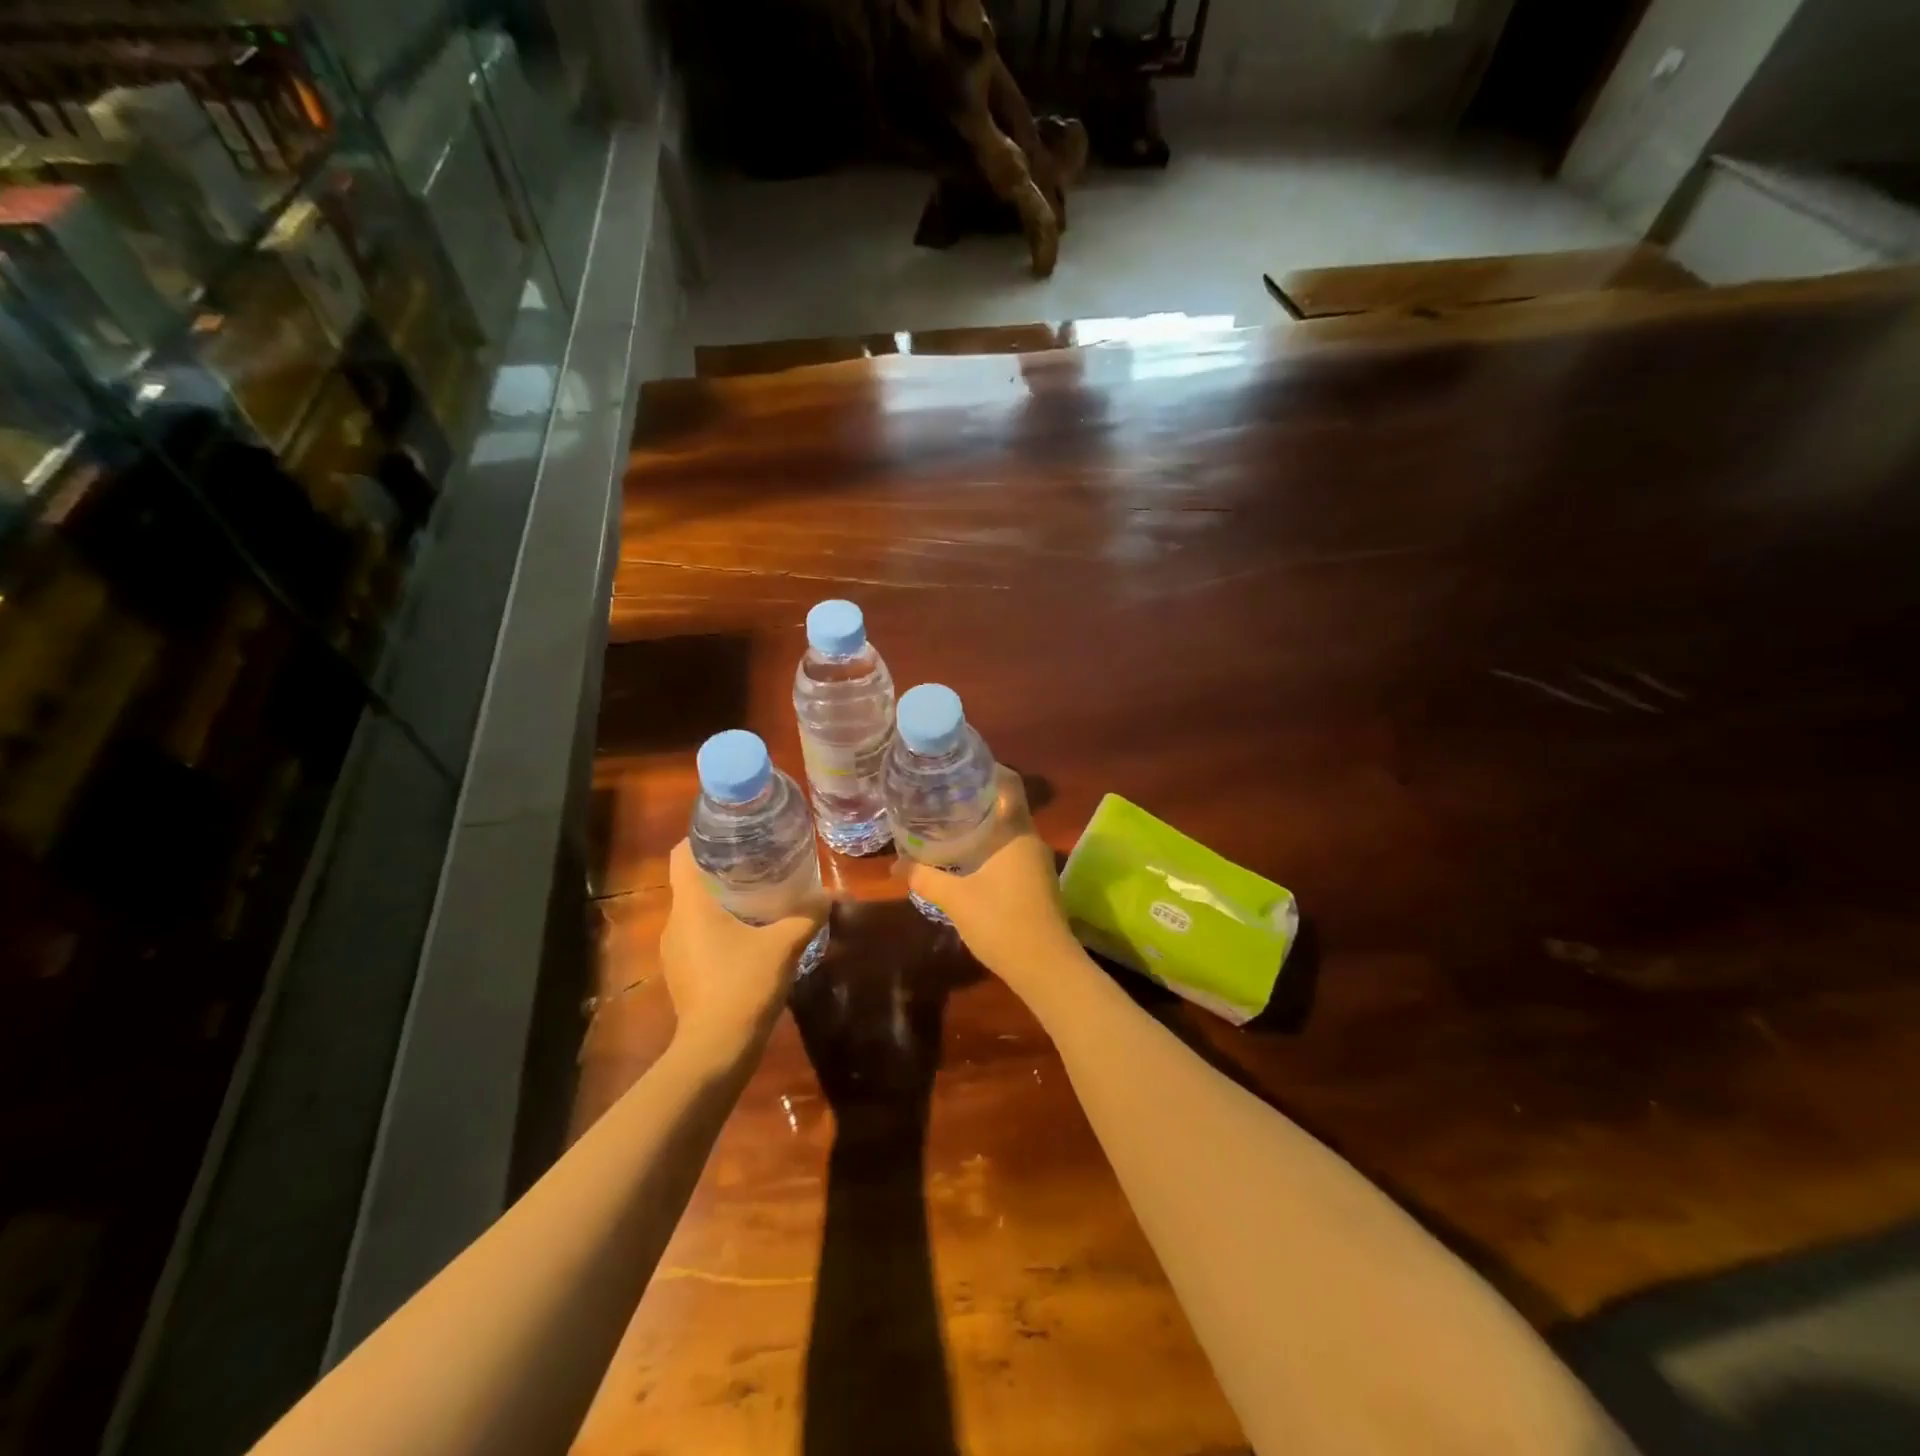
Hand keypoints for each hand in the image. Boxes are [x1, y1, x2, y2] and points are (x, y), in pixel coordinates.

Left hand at [661, 839, 826, 1057]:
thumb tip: (831, 894)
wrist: (715, 1050)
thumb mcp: (784, 945)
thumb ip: (807, 915)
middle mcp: (674, 923)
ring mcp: (674, 951)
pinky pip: (697, 936)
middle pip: (691, 881)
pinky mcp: (681, 973)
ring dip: (720, 899)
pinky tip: (748, 934)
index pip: (682, 854)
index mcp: (691, 906)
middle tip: (757, 859)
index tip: (733, 830)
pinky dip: (718, 926)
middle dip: (722, 867)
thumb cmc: (743, 985)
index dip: (702, 836)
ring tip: (757, 893)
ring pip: (694, 910)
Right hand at [906, 768, 1083, 991]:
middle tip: (943, 794)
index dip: (988, 769)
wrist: (1046, 967)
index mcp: (1016, 832)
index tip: (961, 766)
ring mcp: (1038, 862)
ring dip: (985, 824)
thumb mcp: (955, 898)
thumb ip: (924, 877)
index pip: (1010, 784)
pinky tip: (968, 857)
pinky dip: (992, 846)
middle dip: (978, 798)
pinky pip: (1013, 850)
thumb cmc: (1001, 922)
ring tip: (950, 822)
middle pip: (1007, 805)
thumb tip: (895, 865)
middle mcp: (1031, 840)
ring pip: (1010, 830)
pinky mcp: (1038, 882)